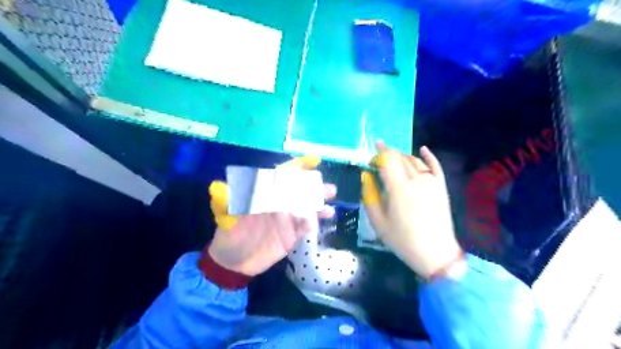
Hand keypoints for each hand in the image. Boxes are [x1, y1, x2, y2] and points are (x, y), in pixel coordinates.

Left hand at [206, 157, 334, 276]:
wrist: (234, 263)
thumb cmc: (229, 236)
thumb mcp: (224, 218)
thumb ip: (224, 202)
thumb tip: (216, 186)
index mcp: (265, 195)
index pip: (282, 176)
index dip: (297, 167)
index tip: (313, 161)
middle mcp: (279, 203)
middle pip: (299, 190)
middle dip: (315, 187)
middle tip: (329, 189)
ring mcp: (287, 218)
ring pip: (306, 207)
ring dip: (319, 204)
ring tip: (330, 206)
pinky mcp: (292, 233)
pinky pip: (306, 224)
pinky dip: (315, 220)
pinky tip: (323, 219)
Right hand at [362, 140, 462, 277]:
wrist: (435, 253)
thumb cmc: (402, 239)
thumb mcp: (377, 221)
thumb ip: (369, 195)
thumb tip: (366, 176)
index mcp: (398, 188)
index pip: (387, 160)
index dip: (378, 153)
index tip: (370, 157)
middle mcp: (416, 180)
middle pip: (400, 157)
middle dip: (387, 155)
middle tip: (378, 163)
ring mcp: (432, 182)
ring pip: (414, 160)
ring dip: (402, 156)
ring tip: (393, 162)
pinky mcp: (441, 187)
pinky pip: (435, 165)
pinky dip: (428, 156)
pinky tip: (423, 149)